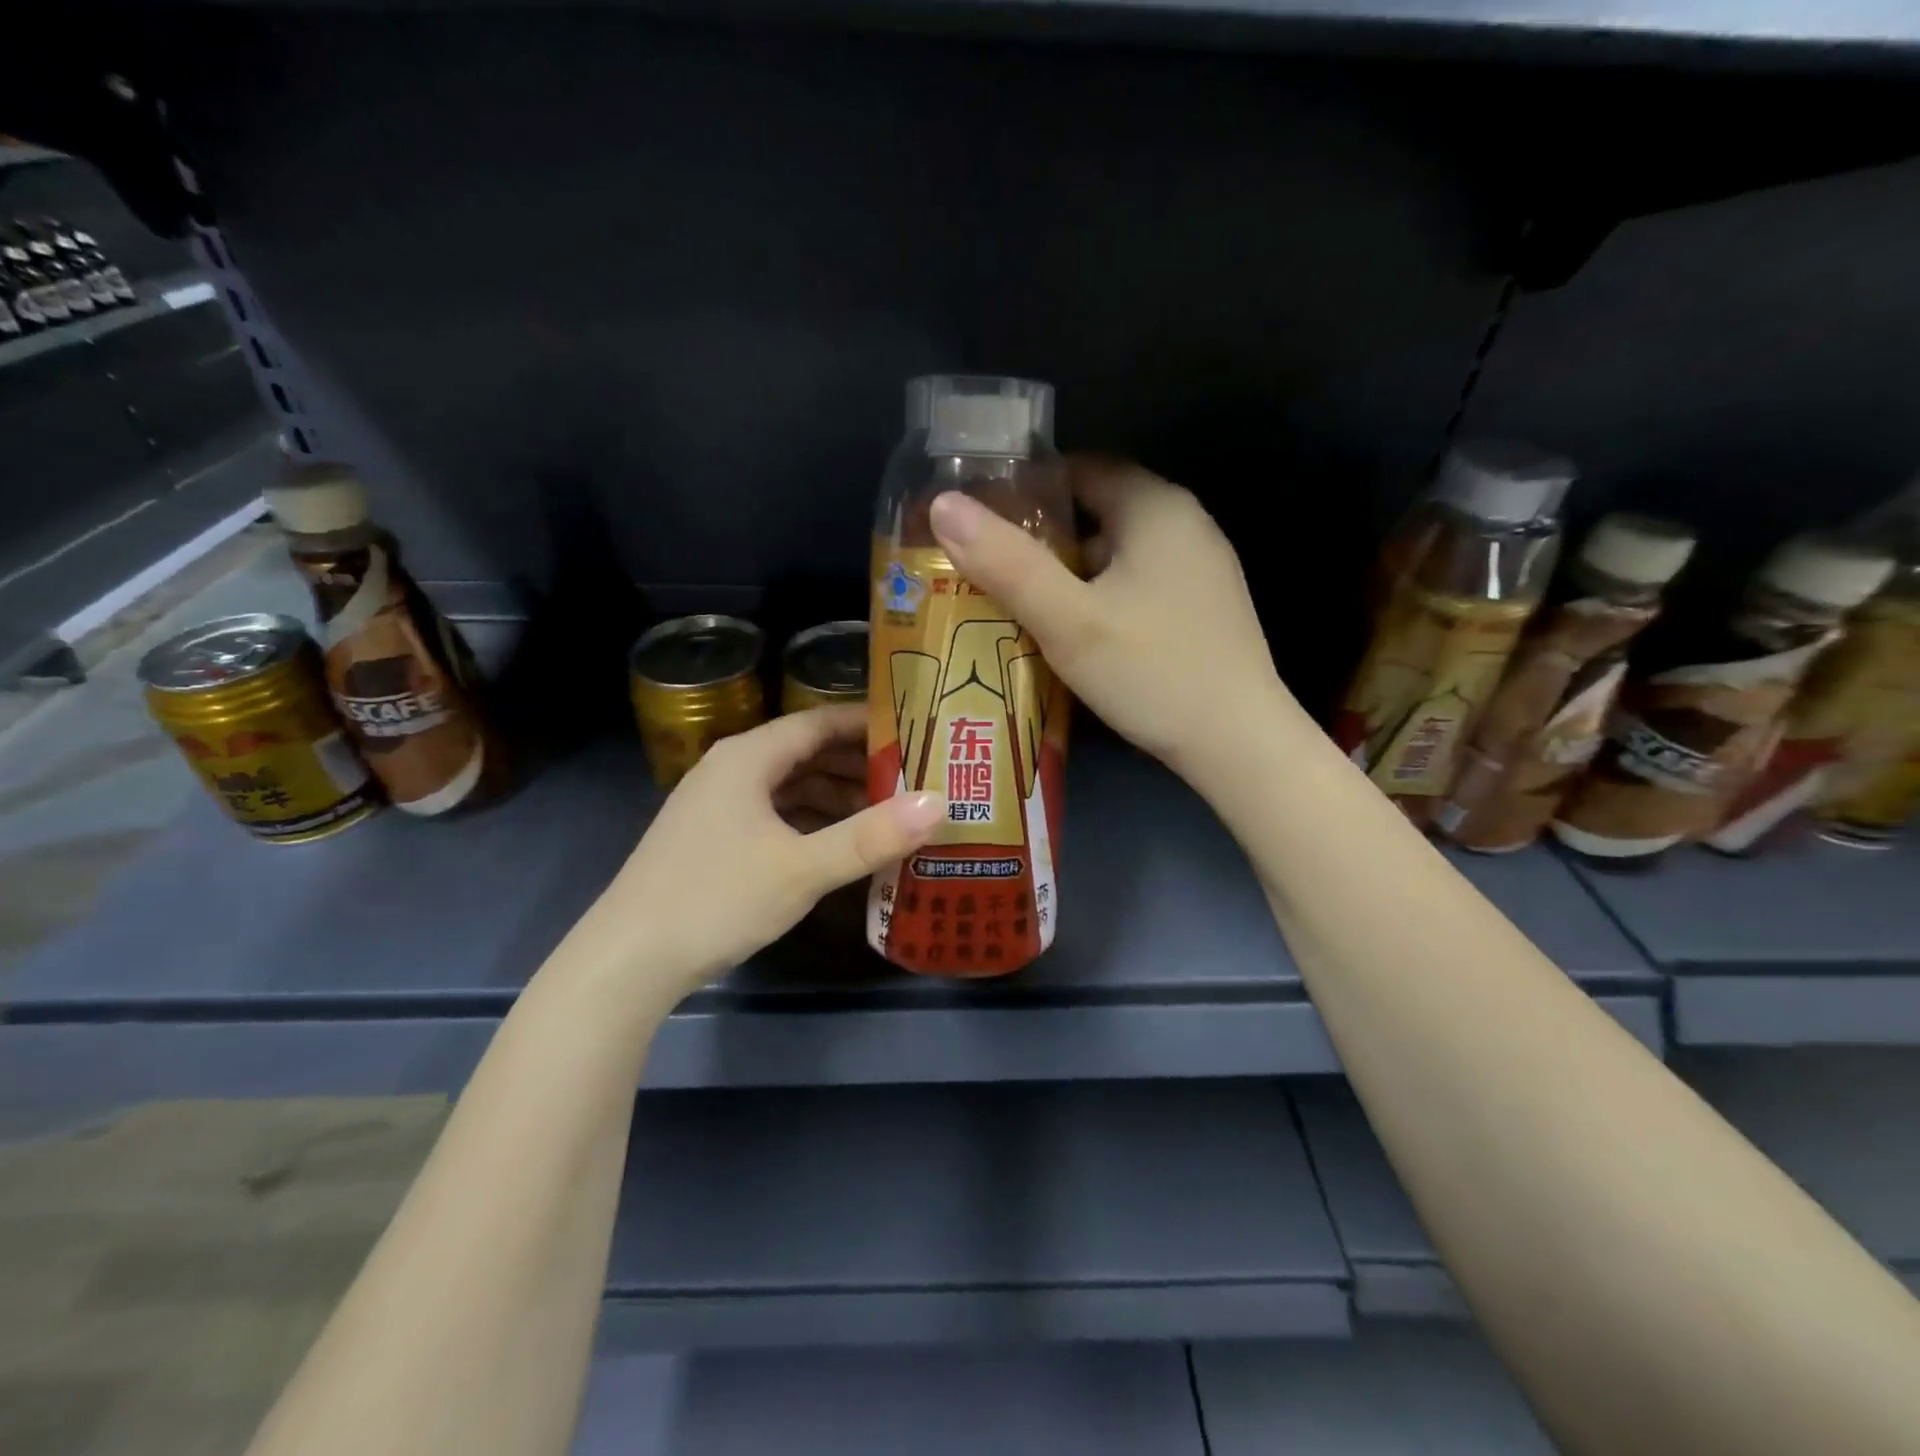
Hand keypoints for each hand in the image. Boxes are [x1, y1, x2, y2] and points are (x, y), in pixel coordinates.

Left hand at [581, 705, 942, 1002]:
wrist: (627, 961)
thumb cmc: (716, 899)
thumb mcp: (802, 868)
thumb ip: (871, 836)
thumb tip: (939, 803)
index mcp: (748, 759)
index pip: (819, 722)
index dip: (868, 725)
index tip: (916, 735)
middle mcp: (731, 771)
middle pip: (806, 753)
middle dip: (858, 765)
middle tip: (912, 780)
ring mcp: (717, 807)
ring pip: (790, 787)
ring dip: (836, 797)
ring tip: (886, 816)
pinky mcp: (712, 840)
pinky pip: (774, 815)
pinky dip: (810, 822)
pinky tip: (838, 846)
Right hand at [928, 456, 1287, 777]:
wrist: (1238, 743)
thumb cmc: (1150, 671)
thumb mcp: (1067, 619)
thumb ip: (1005, 563)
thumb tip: (943, 505)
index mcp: (1156, 506)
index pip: (1080, 469)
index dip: (1027, 491)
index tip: (983, 523)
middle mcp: (1186, 525)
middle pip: (1097, 513)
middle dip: (1043, 540)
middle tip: (992, 571)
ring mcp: (1201, 569)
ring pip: (1117, 555)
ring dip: (1070, 575)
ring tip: (1020, 606)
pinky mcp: (1204, 609)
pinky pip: (1138, 586)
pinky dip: (1101, 598)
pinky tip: (1075, 636)